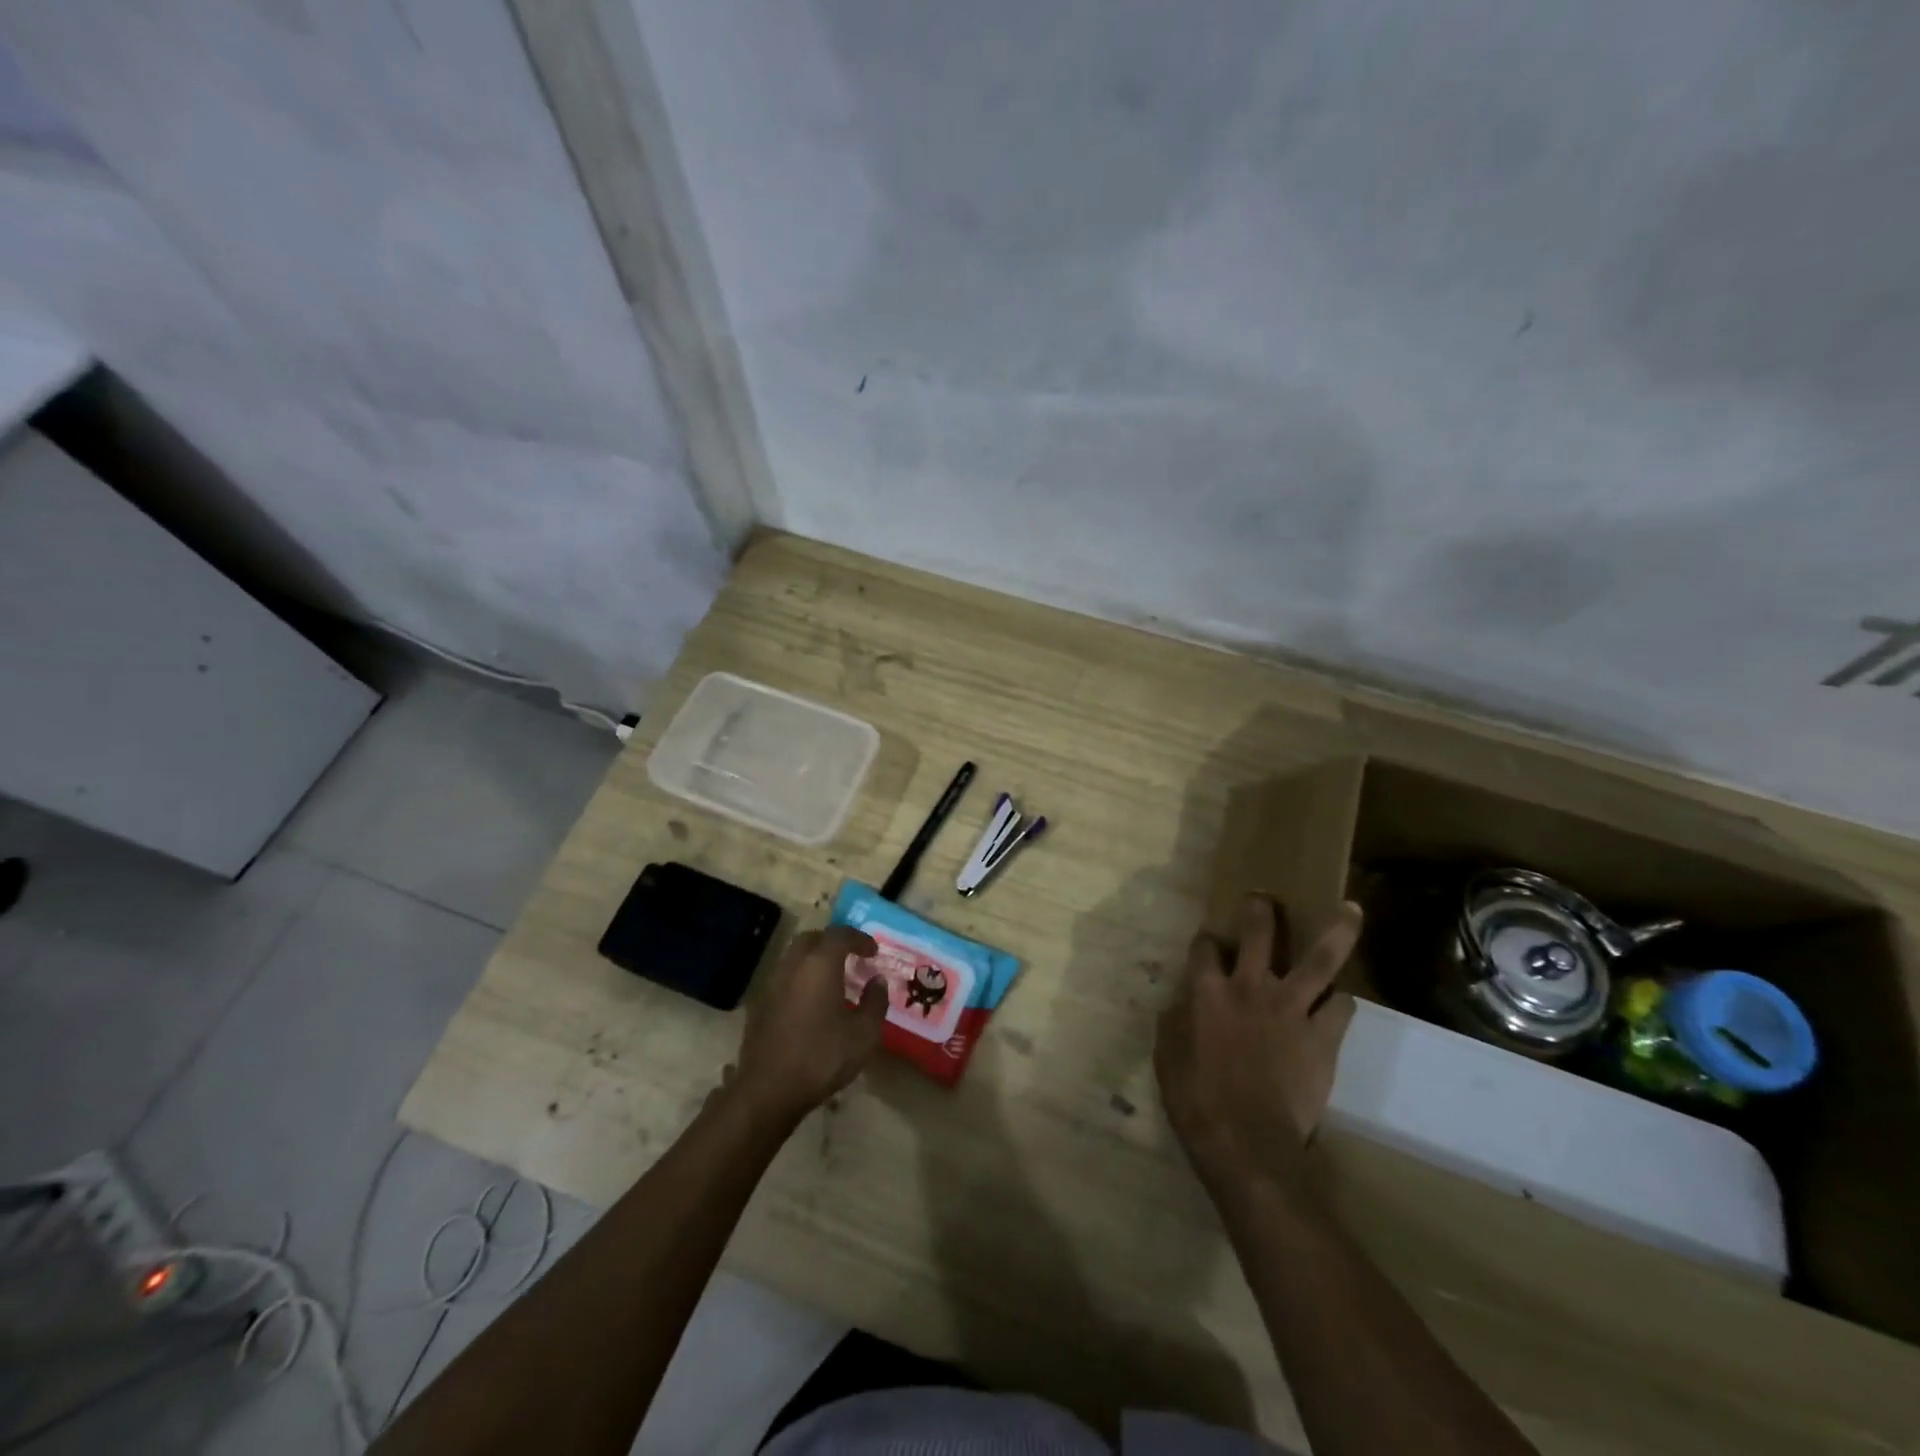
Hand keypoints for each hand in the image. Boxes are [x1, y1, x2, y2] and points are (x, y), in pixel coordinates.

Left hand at [729, 926, 886, 1126]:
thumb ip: (875, 1002)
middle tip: (851, 956)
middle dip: (833, 942)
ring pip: (794, 958)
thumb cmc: (822, 1056)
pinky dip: (800, 979)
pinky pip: (784, 978)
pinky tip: (811, 1002)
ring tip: (833, 978)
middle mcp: (793, 966)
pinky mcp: (760, 1006)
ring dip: (814, 960)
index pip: (840, 935)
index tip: (873, 951)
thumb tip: (877, 981)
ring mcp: (772, 985)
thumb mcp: (864, 1033)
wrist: (768, 1090)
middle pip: (812, 939)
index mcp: (819, 965)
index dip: (859, 939)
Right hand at [1155, 895, 1362, 1196]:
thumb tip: (1179, 1004)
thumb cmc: (1197, 1100)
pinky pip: (1342, 1007)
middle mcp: (1250, 987)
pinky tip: (1340, 1001)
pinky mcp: (1323, 1037)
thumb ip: (1174, 1022)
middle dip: (1261, 910)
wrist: (1247, 1144)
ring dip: (1336, 931)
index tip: (1207, 944)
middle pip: (1259, 934)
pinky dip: (1341, 1002)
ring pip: (1320, 959)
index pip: (1204, 948)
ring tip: (1350, 908)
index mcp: (1207, 991)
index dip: (1205, 942)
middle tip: (1265, 897)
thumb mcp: (1167, 1057)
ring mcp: (1292, 1009)